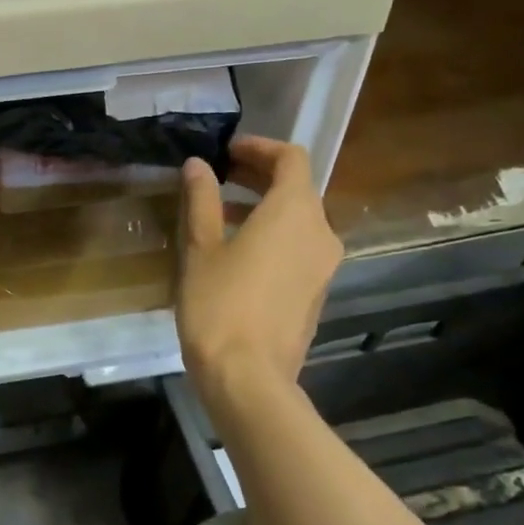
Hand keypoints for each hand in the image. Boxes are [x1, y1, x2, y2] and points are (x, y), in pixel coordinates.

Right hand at [176, 136, 342, 396]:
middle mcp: (321, 231)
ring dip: (265, 206)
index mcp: (294, 212)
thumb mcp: (201, 248)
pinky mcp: (317, 290)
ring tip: (221, 215)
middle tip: (220, 176)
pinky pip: (300, 246)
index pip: (291, 158)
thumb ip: (202, 200)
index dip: (259, 148)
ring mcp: (324, 264)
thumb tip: (198, 165)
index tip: (226, 152)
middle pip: (298, 187)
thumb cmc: (219, 305)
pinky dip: (274, 234)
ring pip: (300, 218)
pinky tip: (239, 251)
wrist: (248, 376)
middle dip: (260, 175)